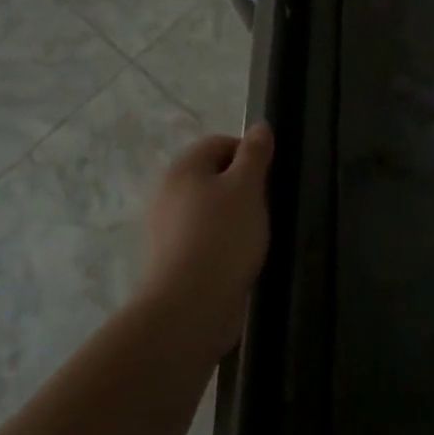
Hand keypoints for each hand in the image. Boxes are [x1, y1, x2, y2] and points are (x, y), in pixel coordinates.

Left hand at [139, 123, 272, 350]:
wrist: (189, 308)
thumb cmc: (223, 235)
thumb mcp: (248, 186)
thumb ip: (255, 153)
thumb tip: (259, 127)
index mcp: (183, 168)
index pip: (220, 143)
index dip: (248, 155)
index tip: (267, 180)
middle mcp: (168, 192)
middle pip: (213, 175)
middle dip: (242, 187)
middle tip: (263, 206)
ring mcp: (166, 228)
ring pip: (210, 208)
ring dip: (234, 216)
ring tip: (254, 235)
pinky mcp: (172, 260)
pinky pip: (203, 237)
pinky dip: (222, 242)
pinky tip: (238, 258)